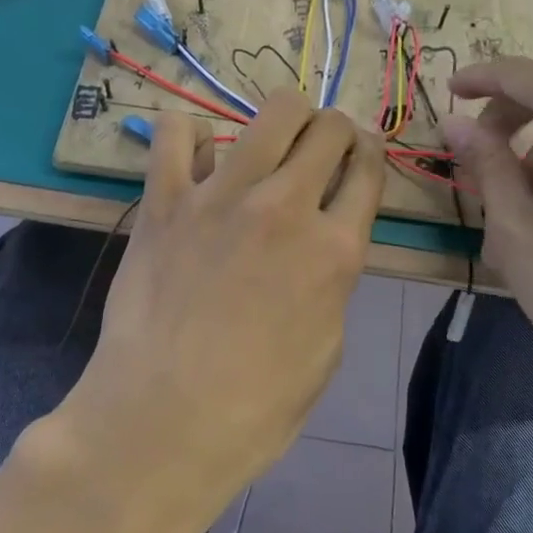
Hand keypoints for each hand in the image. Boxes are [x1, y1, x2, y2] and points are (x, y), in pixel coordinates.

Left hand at [63, 90, 386, 517]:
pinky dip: (189, 135)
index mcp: (334, 249)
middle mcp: (286, 206)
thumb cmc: (255, 406)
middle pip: (329, 127)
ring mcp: (223, 195)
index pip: (370, 169)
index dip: (370, 154)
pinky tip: (195, 158)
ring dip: (284, 117)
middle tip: (319, 150)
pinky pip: (176, 131)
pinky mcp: (167, 198)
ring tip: (272, 140)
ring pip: (273, 111)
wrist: (162, 420)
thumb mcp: (326, 349)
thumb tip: (322, 243)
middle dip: (333, 130)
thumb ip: (332, 281)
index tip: (359, 156)